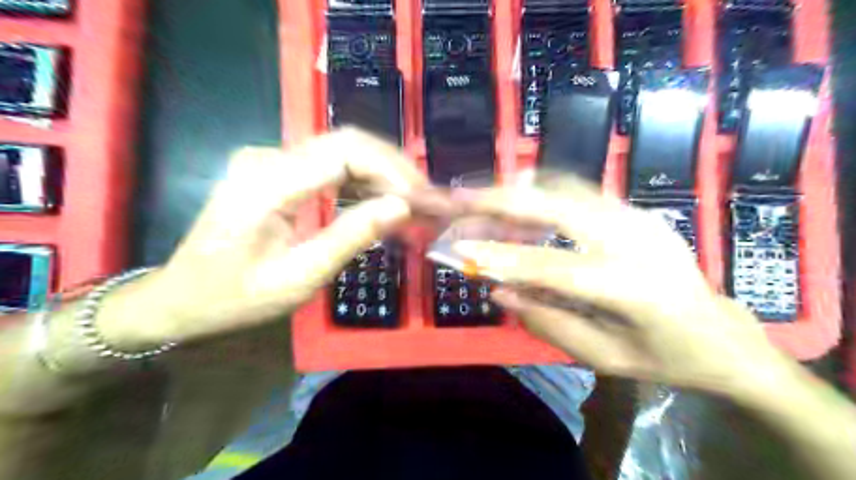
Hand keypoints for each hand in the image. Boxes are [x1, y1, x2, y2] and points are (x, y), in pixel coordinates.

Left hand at [102, 129, 425, 348]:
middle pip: (348, 143)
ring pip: (343, 150)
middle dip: (395, 169)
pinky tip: (383, 200)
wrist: (180, 298)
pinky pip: (330, 165)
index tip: (425, 199)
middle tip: (428, 199)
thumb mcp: (299, 277)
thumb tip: (402, 208)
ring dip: (383, 174)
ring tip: (414, 202)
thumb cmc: (235, 297)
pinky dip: (363, 180)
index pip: (346, 152)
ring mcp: (270, 160)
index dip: (394, 171)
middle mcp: (268, 156)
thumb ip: (351, 237)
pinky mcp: (277, 170)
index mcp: (267, 181)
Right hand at [458, 183, 783, 395]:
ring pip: (566, 188)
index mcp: (633, 287)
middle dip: (502, 200)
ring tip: (480, 196)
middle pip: (557, 206)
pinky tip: (518, 197)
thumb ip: (550, 323)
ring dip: (518, 190)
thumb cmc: (665, 357)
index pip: (552, 266)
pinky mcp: (637, 211)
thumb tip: (500, 291)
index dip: (502, 256)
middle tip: (460, 197)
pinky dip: (541, 191)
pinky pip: (579, 191)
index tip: (460, 247)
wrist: (724, 334)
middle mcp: (636, 239)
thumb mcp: (605, 358)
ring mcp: (639, 217)